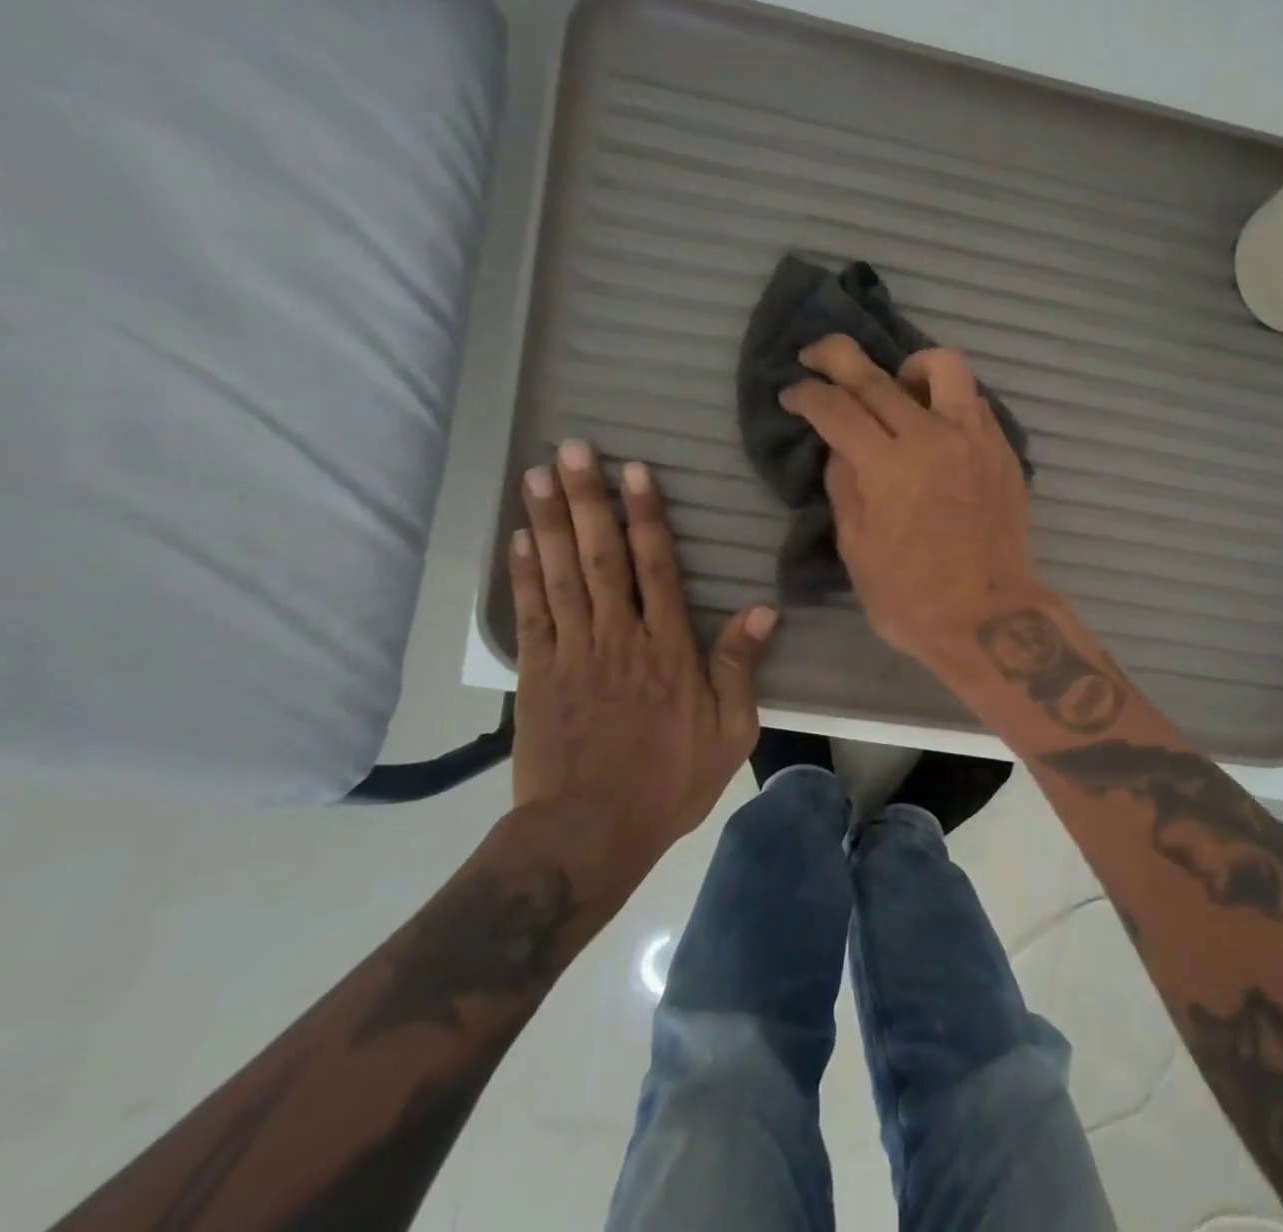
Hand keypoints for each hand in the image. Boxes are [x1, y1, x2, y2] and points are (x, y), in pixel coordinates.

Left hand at [508, 441, 778, 904]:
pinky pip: (531, 612)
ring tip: (538, 474)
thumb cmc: (669, 781)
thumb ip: (739, 666)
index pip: (656, 567)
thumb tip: (764, 610)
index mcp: (668, 647)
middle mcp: (618, 636)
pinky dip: (522, 572)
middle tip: (573, 450)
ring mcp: (572, 651)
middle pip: (601, 557)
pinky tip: (519, 537)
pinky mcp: (537, 673)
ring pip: (560, 574)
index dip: (646, 516)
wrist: (589, 832)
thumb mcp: (729, 730)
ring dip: (548, 521)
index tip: (634, 472)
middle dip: (588, 500)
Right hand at [782, 334, 1046, 670]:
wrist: (988, 617)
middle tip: (817, 356)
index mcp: (887, 467)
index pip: (835, 408)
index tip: (792, 393)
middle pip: (877, 376)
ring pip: (945, 368)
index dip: (806, 394)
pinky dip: (947, 401)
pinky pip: (974, 403)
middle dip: (837, 357)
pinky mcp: (1003, 451)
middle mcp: (931, 438)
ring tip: (898, 386)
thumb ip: (845, 487)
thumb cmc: (910, 597)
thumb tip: (842, 449)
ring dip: (910, 367)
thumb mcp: (856, 549)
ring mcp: (974, 440)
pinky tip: (936, 426)